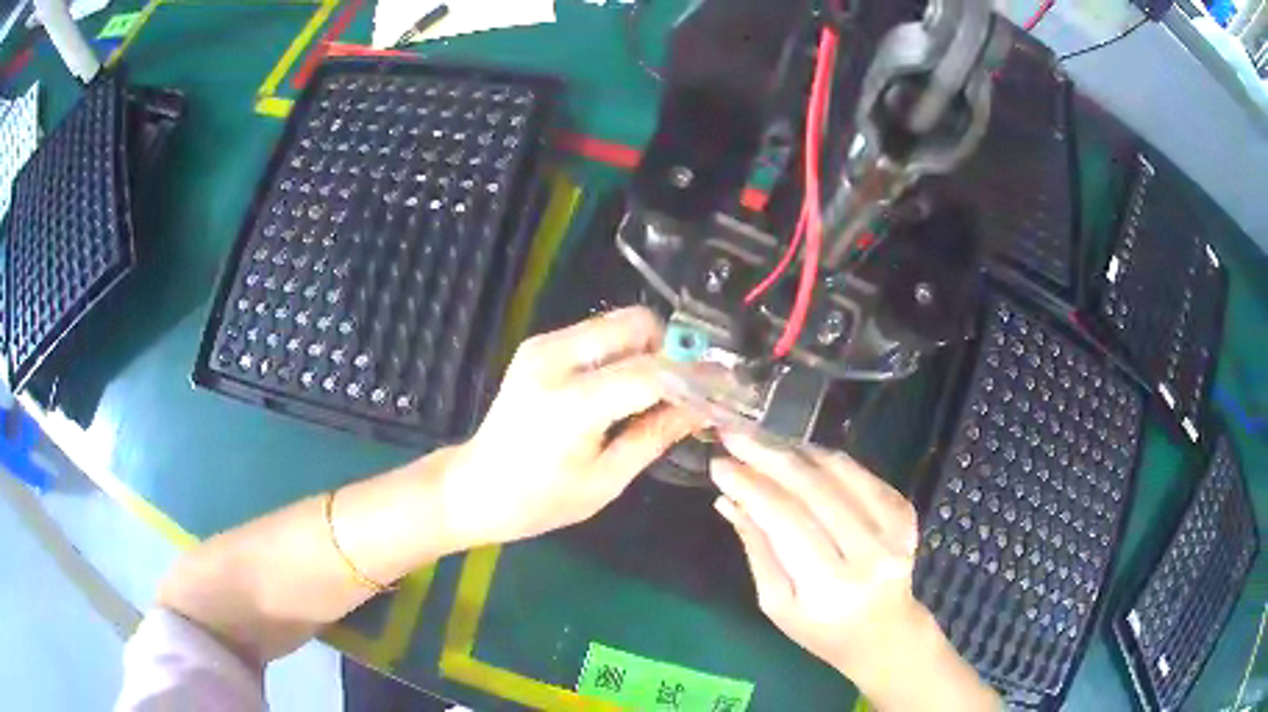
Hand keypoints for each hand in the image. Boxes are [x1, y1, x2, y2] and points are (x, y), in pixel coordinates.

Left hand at [443, 307, 698, 546]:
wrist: (475, 486)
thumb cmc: (539, 501)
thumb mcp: (605, 480)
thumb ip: (654, 436)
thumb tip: (702, 409)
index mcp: (571, 403)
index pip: (650, 372)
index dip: (693, 378)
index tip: (723, 389)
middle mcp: (555, 359)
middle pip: (635, 324)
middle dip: (671, 350)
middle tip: (687, 388)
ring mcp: (543, 346)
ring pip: (618, 322)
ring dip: (648, 349)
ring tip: (660, 391)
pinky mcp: (539, 346)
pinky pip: (598, 334)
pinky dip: (624, 352)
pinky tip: (626, 388)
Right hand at [710, 432, 923, 676]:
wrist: (883, 631)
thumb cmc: (820, 628)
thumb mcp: (776, 603)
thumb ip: (757, 549)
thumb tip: (728, 498)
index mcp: (829, 587)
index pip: (786, 522)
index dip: (751, 487)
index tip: (719, 463)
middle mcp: (868, 554)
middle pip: (814, 491)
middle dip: (769, 457)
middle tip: (735, 436)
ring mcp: (894, 529)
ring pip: (840, 474)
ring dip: (797, 452)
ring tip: (763, 441)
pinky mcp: (905, 512)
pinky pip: (863, 474)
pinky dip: (829, 460)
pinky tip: (802, 455)